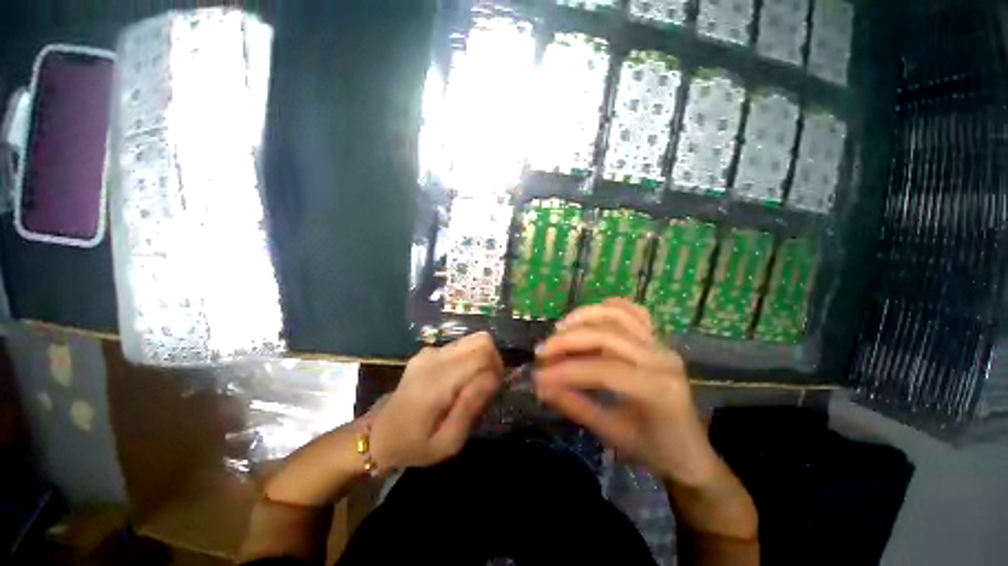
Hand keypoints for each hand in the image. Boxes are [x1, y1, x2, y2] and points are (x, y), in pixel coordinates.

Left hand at [370, 332, 503, 470]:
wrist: (379, 437)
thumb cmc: (414, 446)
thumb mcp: (448, 442)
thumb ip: (470, 408)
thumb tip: (493, 378)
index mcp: (436, 381)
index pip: (482, 352)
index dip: (498, 370)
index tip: (493, 395)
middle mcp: (432, 359)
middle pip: (480, 340)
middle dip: (492, 364)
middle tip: (485, 393)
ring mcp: (426, 354)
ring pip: (470, 342)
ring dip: (480, 364)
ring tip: (471, 394)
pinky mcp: (424, 356)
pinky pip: (458, 349)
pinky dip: (467, 364)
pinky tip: (458, 389)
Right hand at [534, 298, 721, 486]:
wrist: (687, 452)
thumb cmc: (652, 451)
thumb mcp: (612, 433)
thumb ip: (577, 406)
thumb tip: (541, 386)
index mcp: (655, 388)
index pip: (603, 370)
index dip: (566, 371)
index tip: (537, 377)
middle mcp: (662, 359)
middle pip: (610, 335)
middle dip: (570, 340)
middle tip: (540, 354)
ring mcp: (665, 348)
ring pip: (622, 316)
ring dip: (586, 318)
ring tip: (558, 332)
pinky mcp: (663, 344)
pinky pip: (637, 316)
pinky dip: (611, 309)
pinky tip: (589, 318)